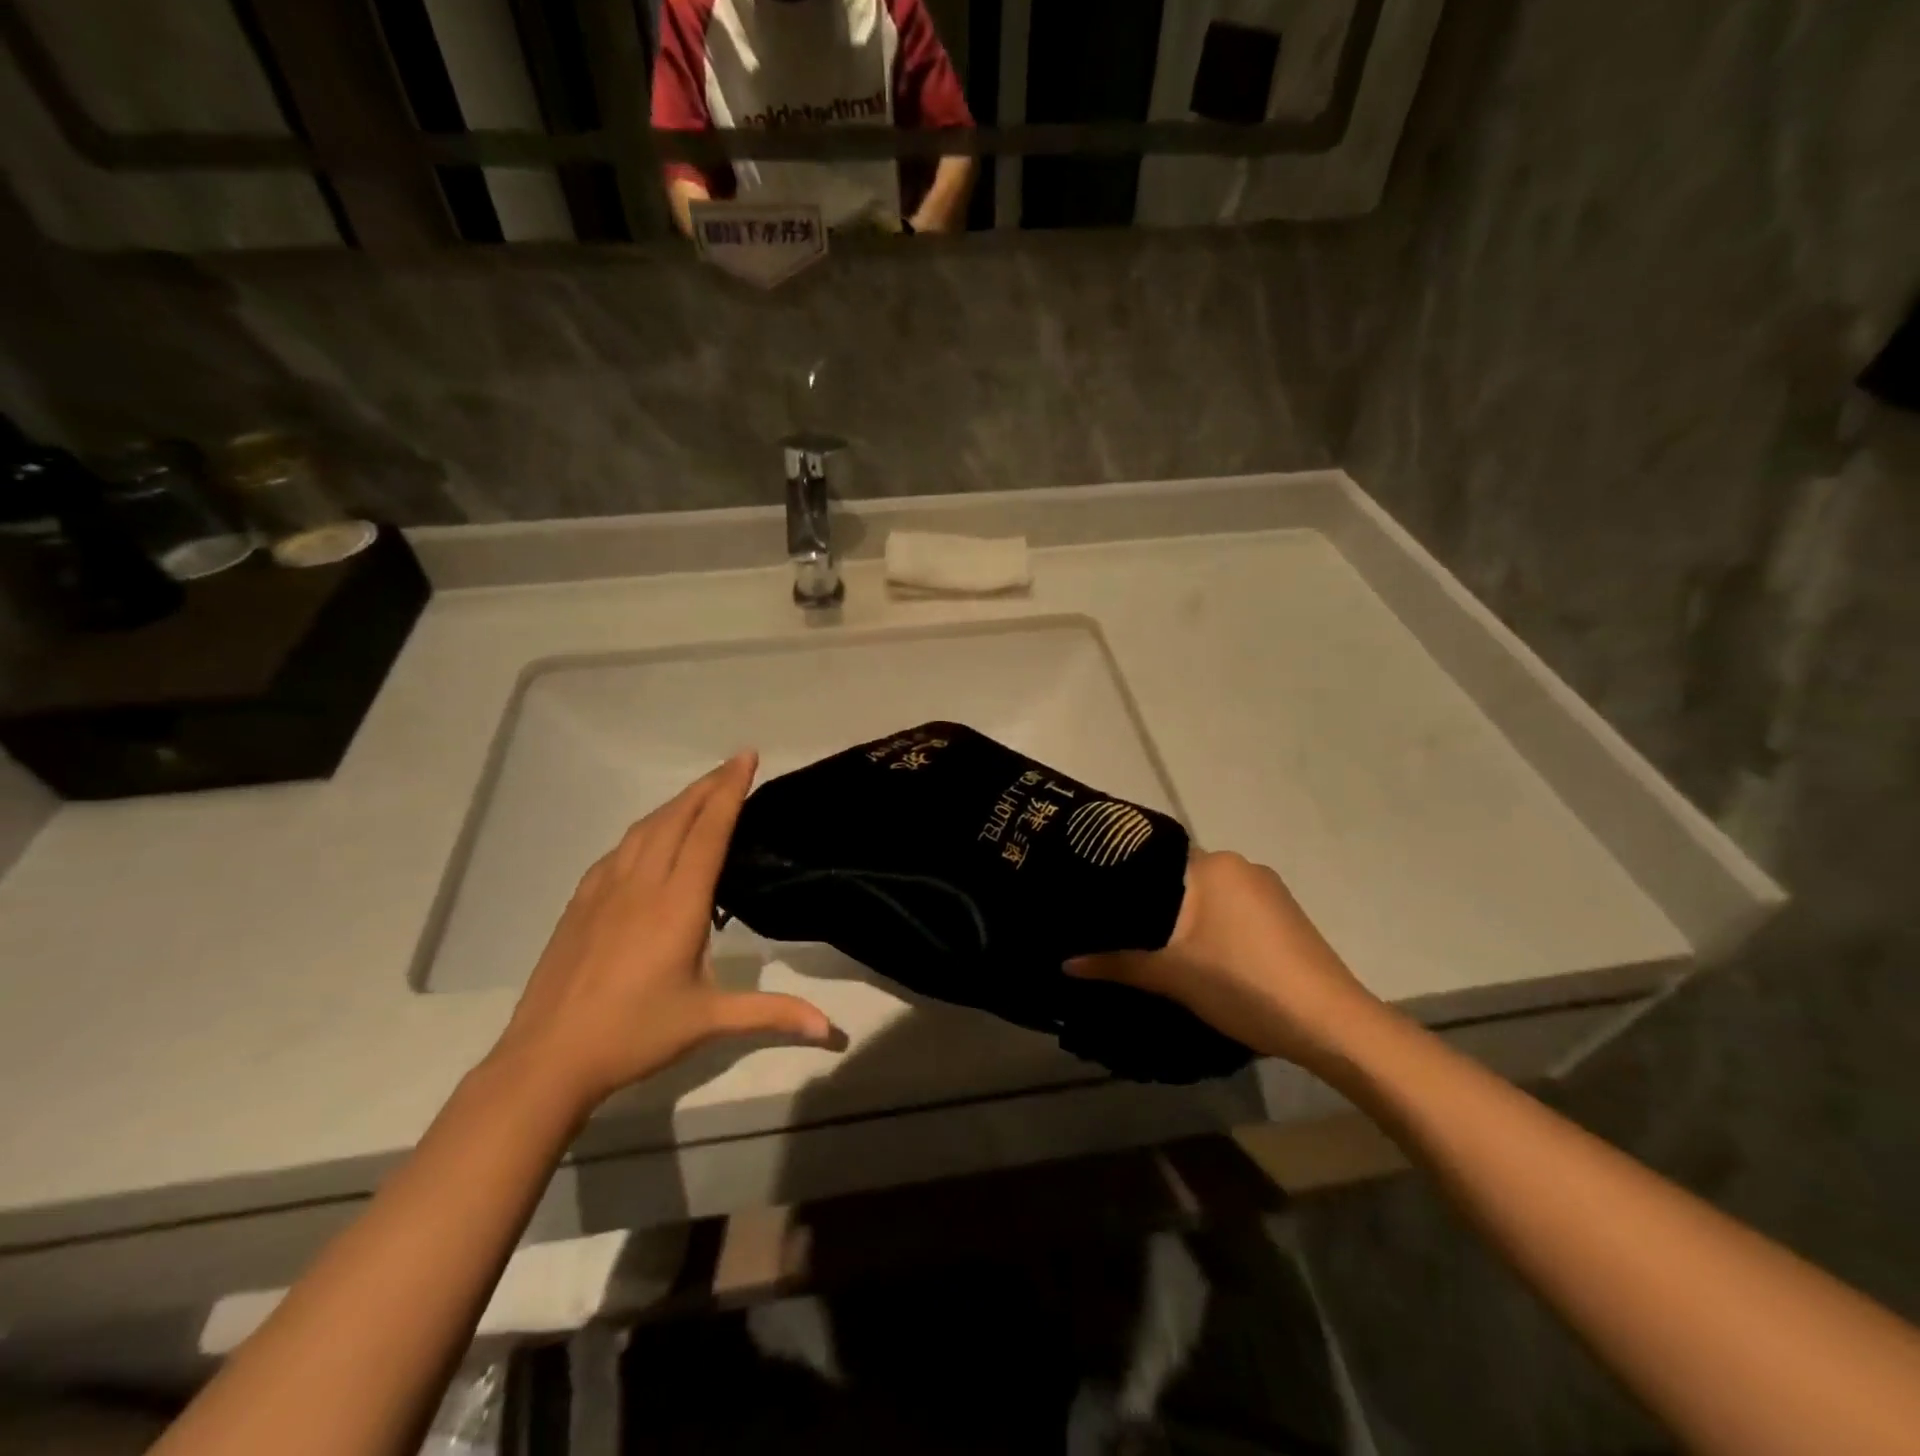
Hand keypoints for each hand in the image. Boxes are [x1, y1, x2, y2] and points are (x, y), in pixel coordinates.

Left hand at [486, 752, 833, 1118]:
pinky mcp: (581, 903)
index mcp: (678, 904)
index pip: (709, 832)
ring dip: (676, 802)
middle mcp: (642, 884)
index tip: (746, 757)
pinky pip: (619, 850)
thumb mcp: (710, 1022)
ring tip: (700, 792)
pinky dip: (644, 830)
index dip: (729, 790)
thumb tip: (831, 1028)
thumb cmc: (635, 1034)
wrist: (547, 1059)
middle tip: (734, 764)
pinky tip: (649, 838)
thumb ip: (773, 1014)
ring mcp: (605, 890)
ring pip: (645, 828)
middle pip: (677, 817)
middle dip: (708, 785)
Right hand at [1067, 850, 1377, 1069]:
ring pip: (1209, 897)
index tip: (1096, 900)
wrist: (1331, 1023)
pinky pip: (1234, 911)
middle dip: (1153, 903)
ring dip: (1185, 918)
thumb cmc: (1242, 983)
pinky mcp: (1287, 917)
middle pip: (1181, 878)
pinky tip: (1203, 957)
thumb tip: (1065, 962)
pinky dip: (1213, 927)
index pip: (1153, 859)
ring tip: (1156, 947)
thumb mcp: (1171, 975)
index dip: (1123, 880)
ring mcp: (1269, 891)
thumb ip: (1116, 963)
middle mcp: (1242, 865)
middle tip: (1118, 929)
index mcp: (1213, 864)